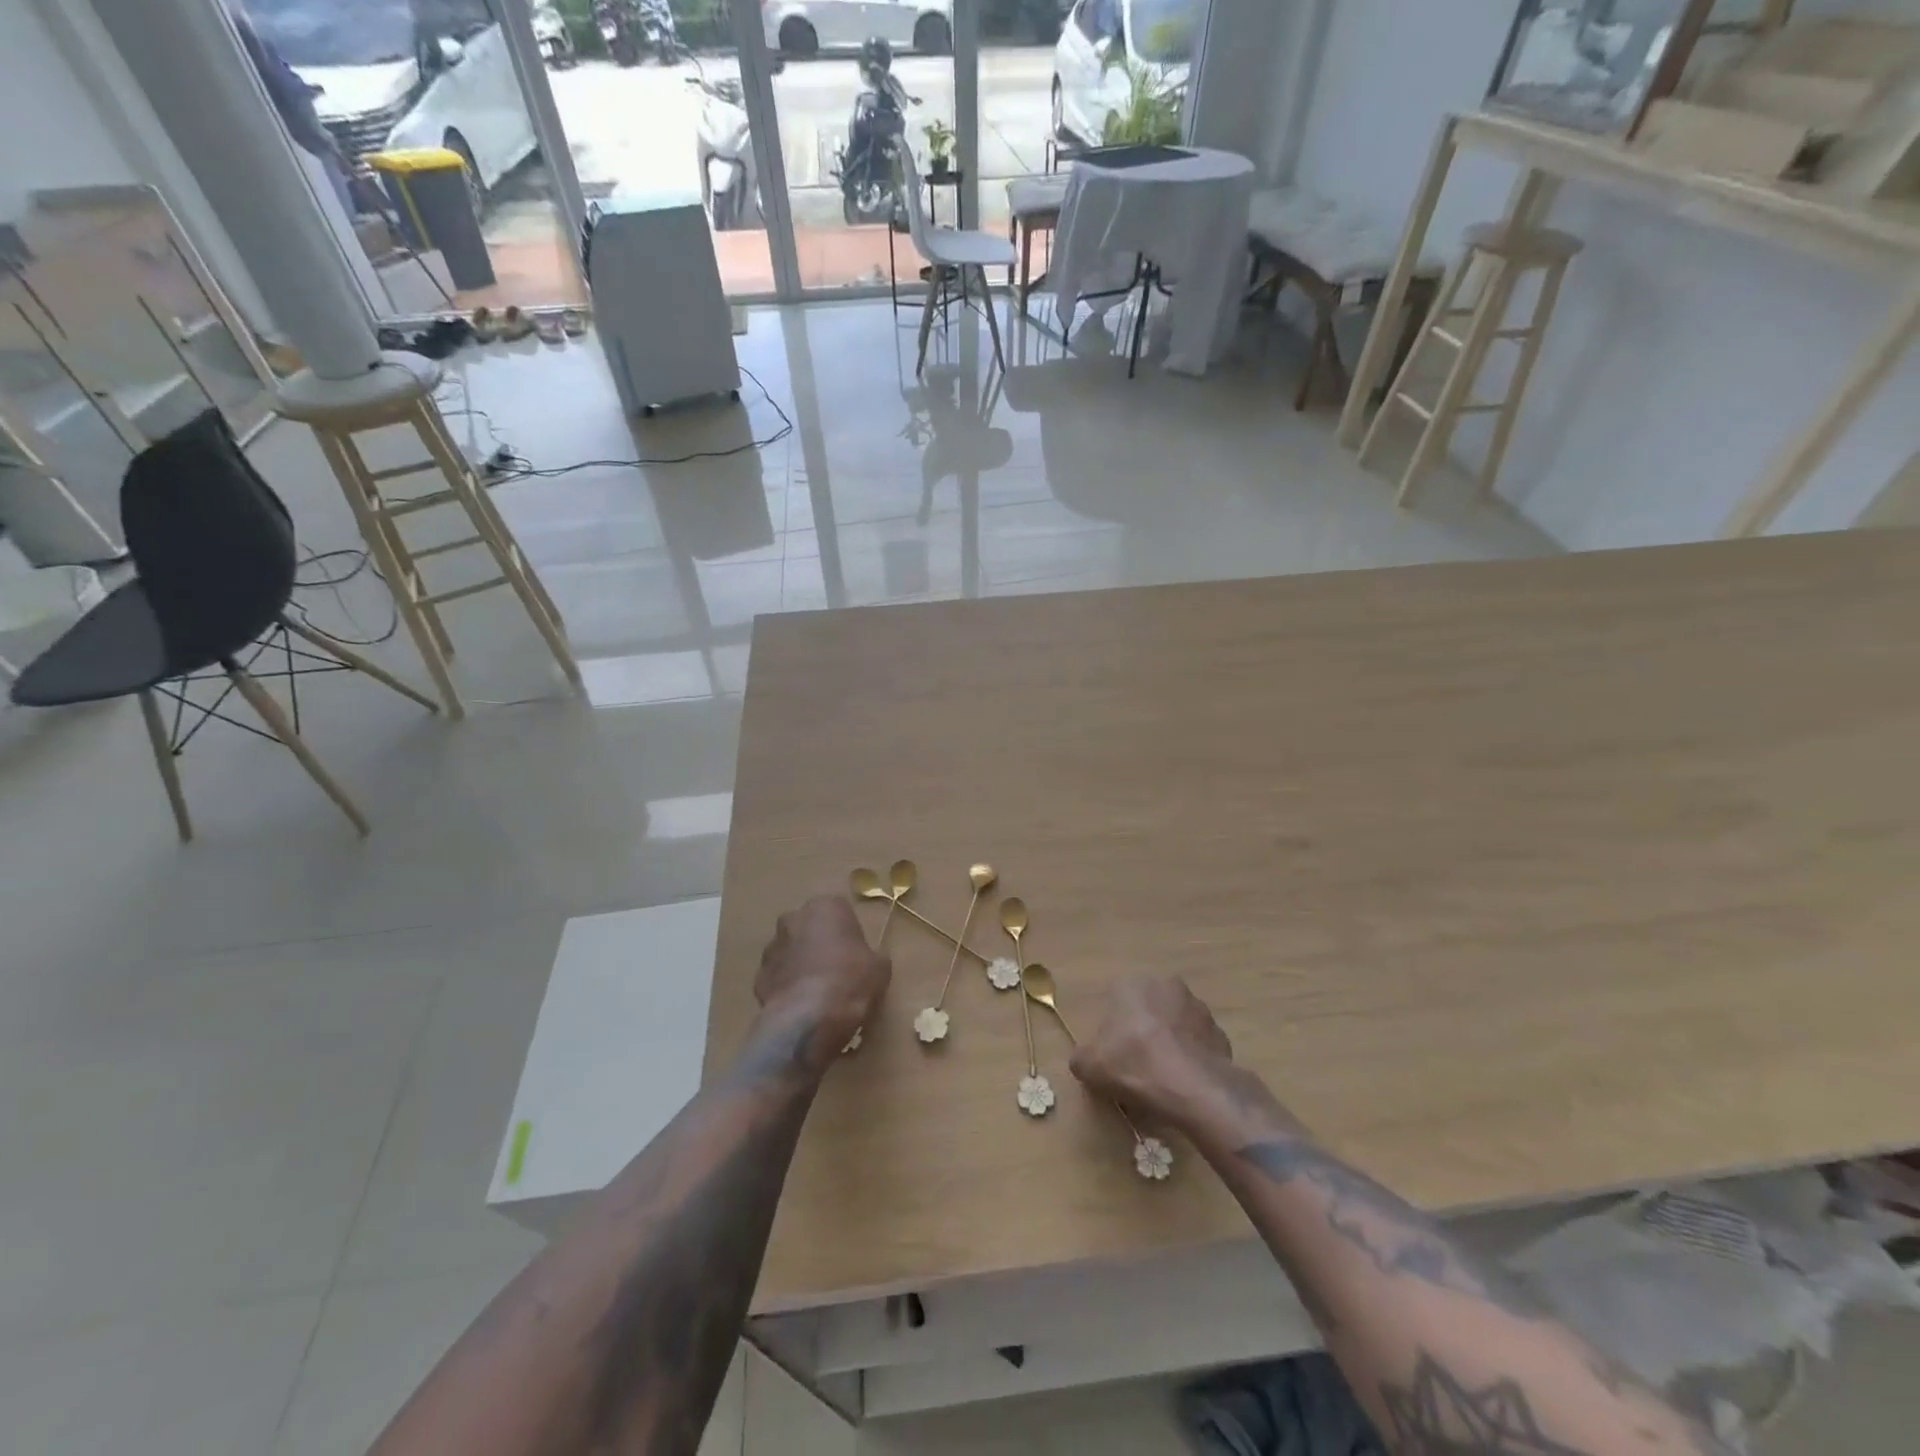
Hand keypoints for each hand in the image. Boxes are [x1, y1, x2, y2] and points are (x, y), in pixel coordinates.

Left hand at [752, 895, 890, 1073]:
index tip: (856, 953)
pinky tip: (801, 1006)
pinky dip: (787, 987)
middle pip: (810, 927)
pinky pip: (778, 977)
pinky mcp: (758, 977)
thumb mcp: (880, 968)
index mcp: (825, 907)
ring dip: (801, 963)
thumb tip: (867, 961)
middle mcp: (793, 919)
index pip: (840, 911)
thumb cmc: (850, 982)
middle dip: (820, 942)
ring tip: (818, 991)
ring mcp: (772, 947)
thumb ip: (872, 955)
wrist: (807, 1020)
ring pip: (791, 951)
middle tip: (837, 969)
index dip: (849, 933)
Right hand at [1070, 975, 1296, 1139]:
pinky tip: (1185, 1085)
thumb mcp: (1090, 1066)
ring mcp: (1199, 1008)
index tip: (1113, 1055)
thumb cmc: (1134, 1064)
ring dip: (1170, 1043)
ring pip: (1176, 1025)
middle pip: (1148, 1009)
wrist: (1192, 1088)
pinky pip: (1199, 1046)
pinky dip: (1192, 1060)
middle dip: (1143, 1031)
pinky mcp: (1221, 1034)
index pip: (1117, 1000)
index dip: (1113, 1030)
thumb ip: (1082, 1057)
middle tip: (1136, 1065)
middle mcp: (1167, 985)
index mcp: (1132, 983)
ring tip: (1163, 1079)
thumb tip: (1085, 1060)